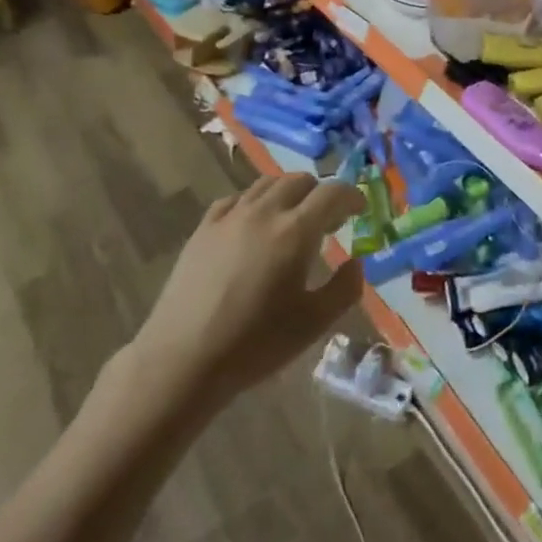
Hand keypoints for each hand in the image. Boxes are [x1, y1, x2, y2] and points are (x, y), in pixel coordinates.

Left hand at [128, 173, 366, 416]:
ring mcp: (230, 217)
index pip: (333, 192)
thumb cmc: (255, 344)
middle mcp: (264, 212)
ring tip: (292, 220)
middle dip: (320, 193)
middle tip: (327, 221)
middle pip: (300, 180)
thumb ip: (345, 288)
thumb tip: (355, 262)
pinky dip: (255, 203)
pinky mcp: (203, 228)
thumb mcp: (314, 324)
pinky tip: (253, 226)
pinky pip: (236, 199)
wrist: (182, 361)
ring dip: (289, 193)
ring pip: (267, 184)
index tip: (359, 210)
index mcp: (295, 231)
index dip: (352, 196)